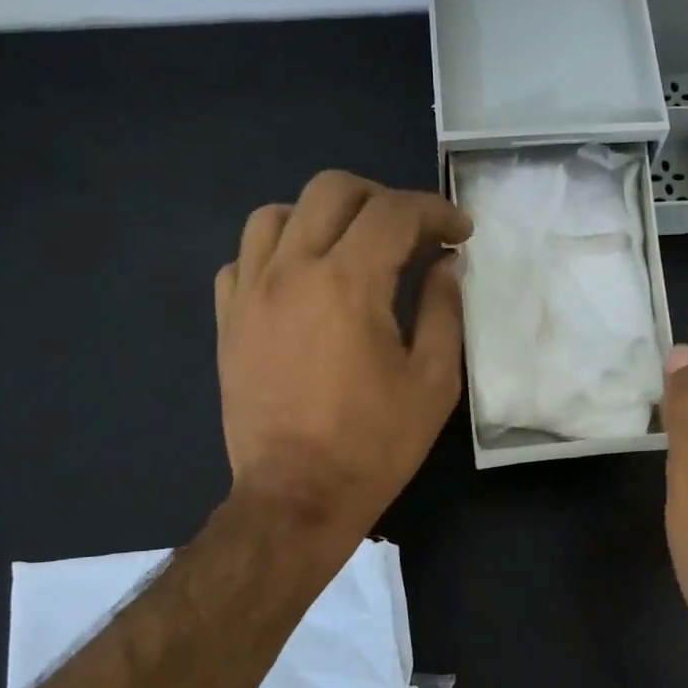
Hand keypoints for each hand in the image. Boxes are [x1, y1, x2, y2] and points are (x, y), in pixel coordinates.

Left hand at [214, 171, 471, 540]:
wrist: (297, 497)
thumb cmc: (374, 446)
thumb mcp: (432, 382)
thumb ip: (443, 310)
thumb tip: (446, 264)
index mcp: (347, 284)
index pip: (394, 213)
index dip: (435, 211)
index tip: (460, 232)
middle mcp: (291, 271)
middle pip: (331, 190)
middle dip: (382, 199)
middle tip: (411, 233)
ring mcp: (249, 293)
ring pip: (276, 214)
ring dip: (323, 217)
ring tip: (351, 249)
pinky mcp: (227, 321)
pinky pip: (244, 258)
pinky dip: (278, 253)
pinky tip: (302, 282)